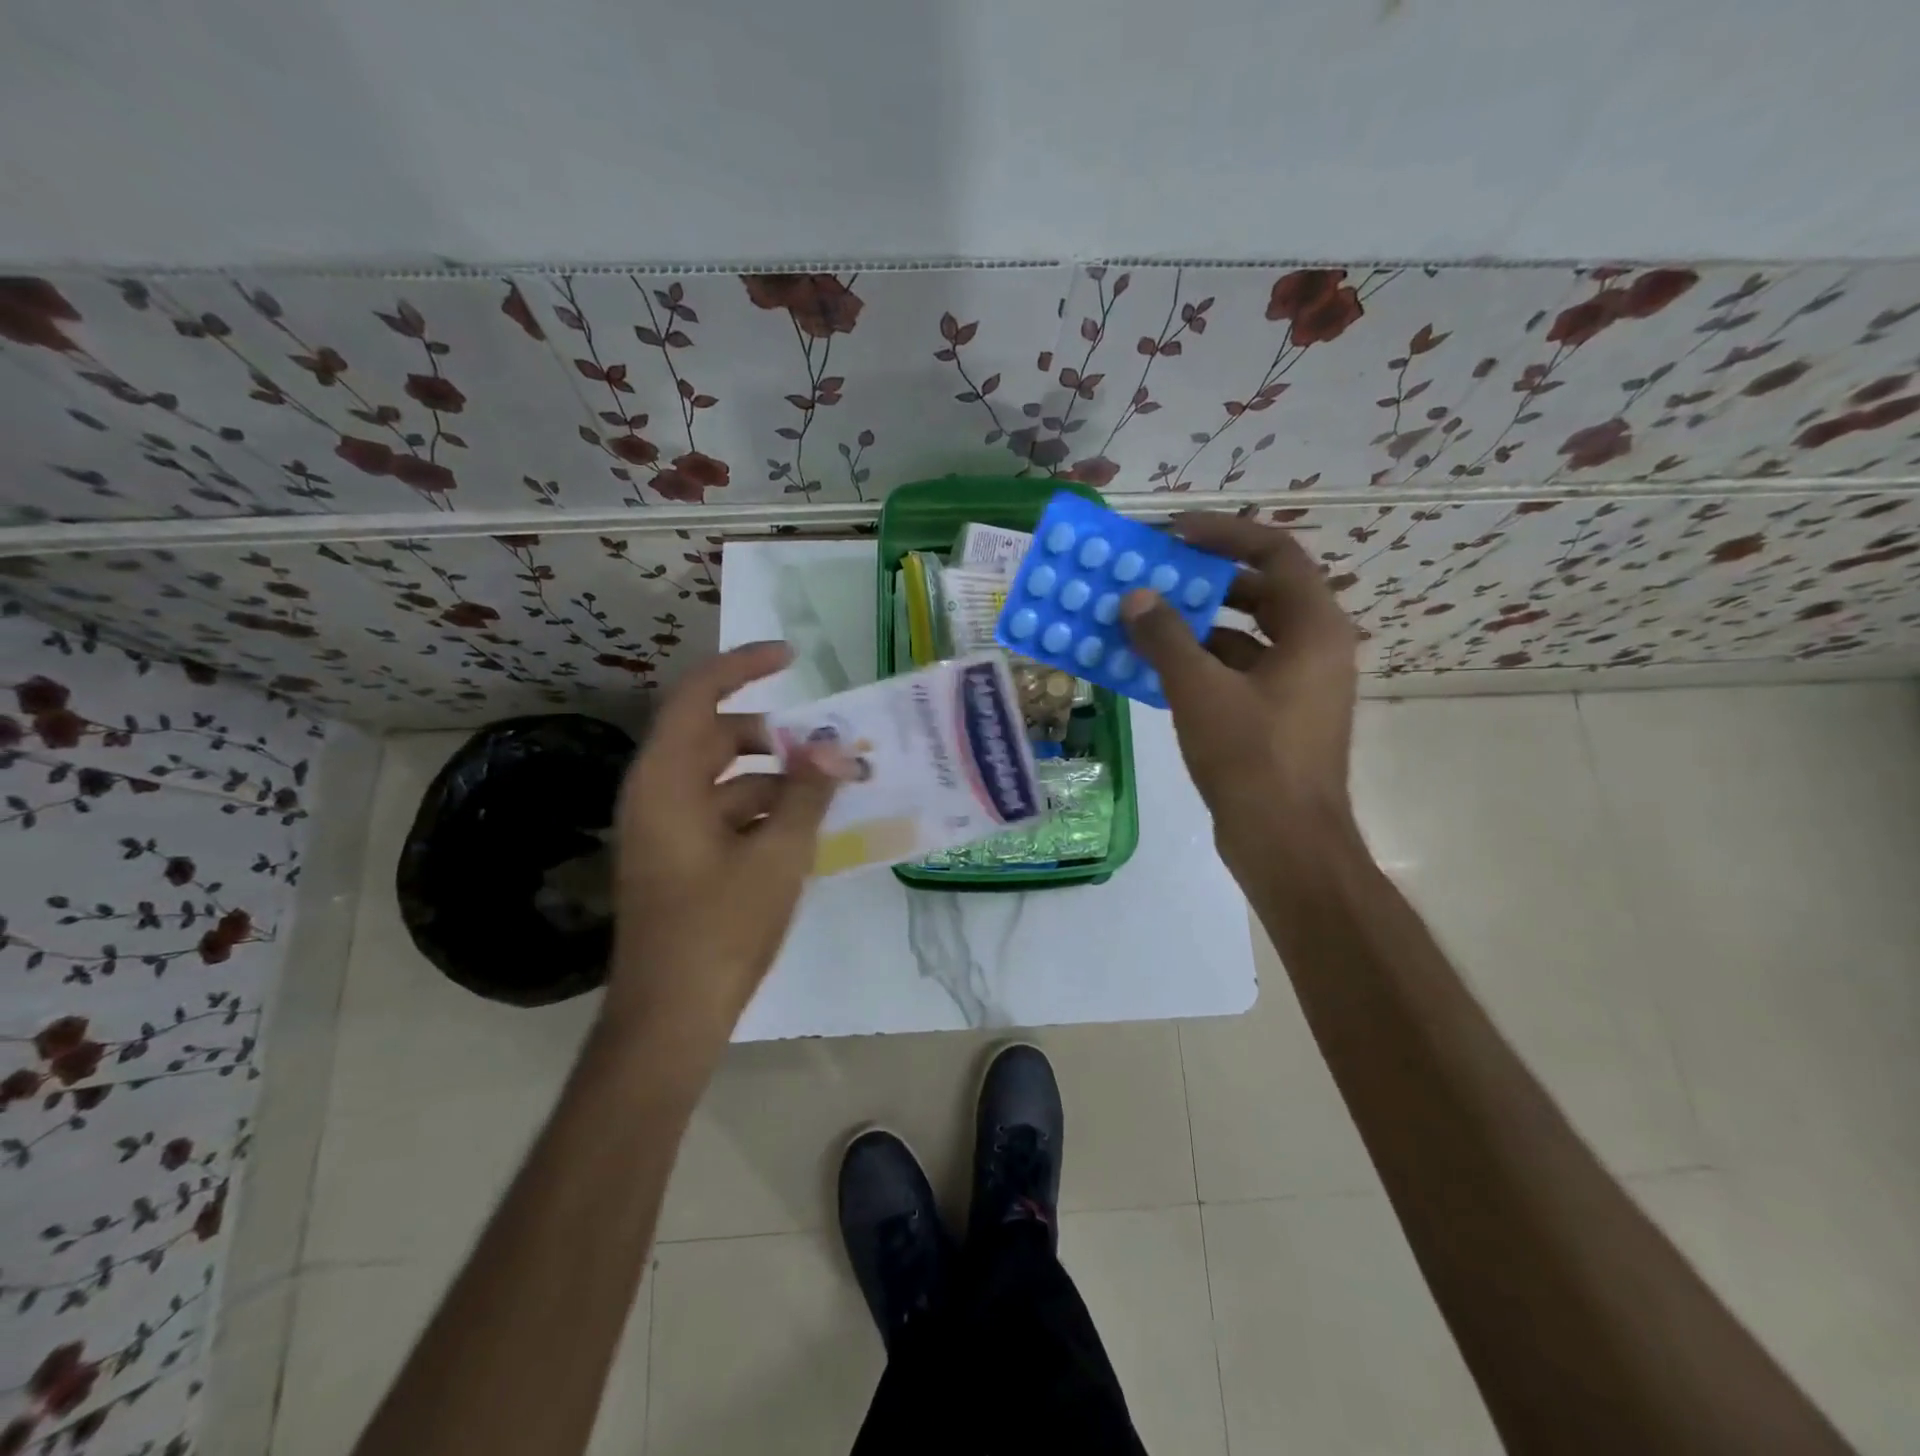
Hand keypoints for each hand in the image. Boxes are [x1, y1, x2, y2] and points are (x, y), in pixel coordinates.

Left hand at [605, 641, 849, 1045]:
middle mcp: (658, 794)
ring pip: (724, 778)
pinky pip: (723, 812)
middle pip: (715, 736)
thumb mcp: (778, 855)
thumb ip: (807, 794)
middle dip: (773, 734)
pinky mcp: (680, 858)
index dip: (743, 666)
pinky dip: (762, 810)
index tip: (791, 657)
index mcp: (667, 781)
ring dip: (774, 777)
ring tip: (829, 791)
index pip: (698, 696)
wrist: (671, 1017)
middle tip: (824, 744)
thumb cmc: (720, 929)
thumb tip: (833, 748)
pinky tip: (804, 831)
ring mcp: (666, 829)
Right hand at [1120, 513, 1359, 864]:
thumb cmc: (1251, 759)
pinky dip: (1200, 663)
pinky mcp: (1277, 717)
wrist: (1286, 844)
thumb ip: (1165, 637)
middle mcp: (1315, 648)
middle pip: (1260, 591)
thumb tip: (1135, 597)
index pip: (1274, 552)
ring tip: (1144, 619)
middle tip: (1154, 574)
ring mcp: (1298, 685)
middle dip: (1205, 579)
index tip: (1172, 533)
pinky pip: (1237, 671)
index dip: (1223, 534)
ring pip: (1245, 635)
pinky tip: (1154, 668)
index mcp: (1314, 628)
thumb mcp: (1200, 691)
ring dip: (1196, 624)